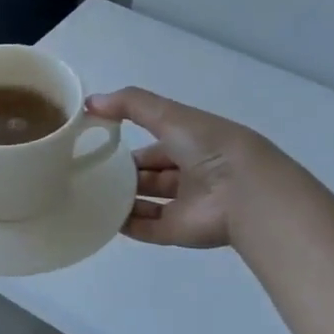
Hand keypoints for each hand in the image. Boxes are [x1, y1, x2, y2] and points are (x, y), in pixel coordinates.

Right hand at [85, 87, 275, 248]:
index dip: (130, 144)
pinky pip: (147, 229)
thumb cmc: (209, 147)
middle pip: (151, 175)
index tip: (99, 144)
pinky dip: (126, 224)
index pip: (157, 144)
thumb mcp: (169, 115)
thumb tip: (90, 102)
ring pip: (147, 203)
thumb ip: (130, 104)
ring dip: (123, 200)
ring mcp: (185, 205)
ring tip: (90, 194)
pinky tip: (102, 218)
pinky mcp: (178, 231)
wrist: (244, 192)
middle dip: (124, 174)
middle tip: (90, 172)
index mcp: (193, 144)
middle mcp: (190, 174)